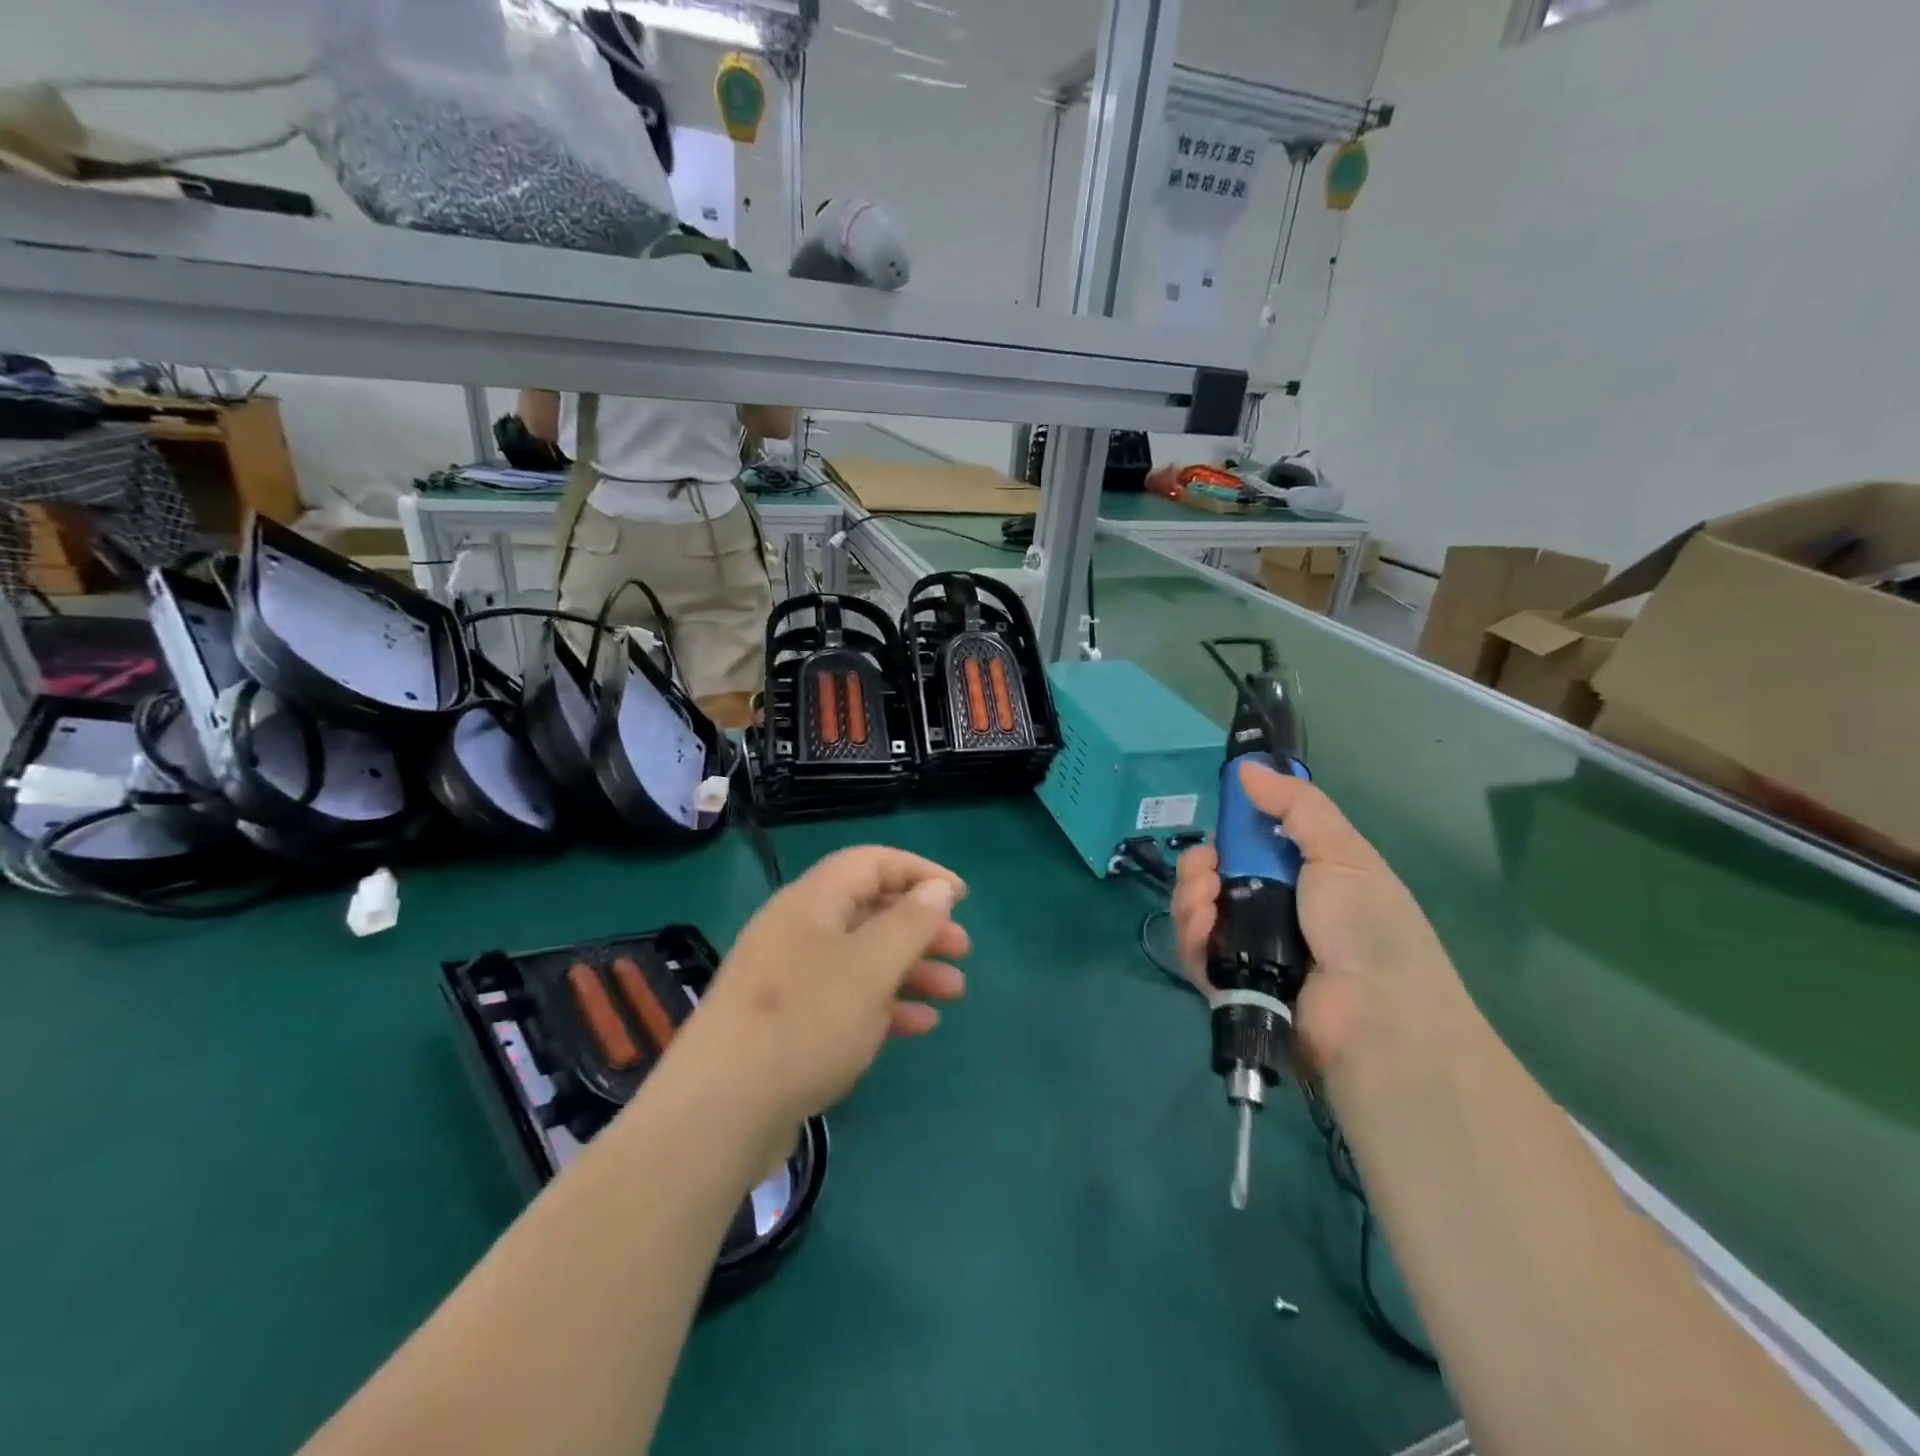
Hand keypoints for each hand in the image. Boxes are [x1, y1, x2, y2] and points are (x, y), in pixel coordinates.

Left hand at [674, 847, 969, 1131]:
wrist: (718, 1113)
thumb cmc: (805, 1022)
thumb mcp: (870, 967)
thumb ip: (910, 922)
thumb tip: (938, 888)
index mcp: (811, 902)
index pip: (871, 863)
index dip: (919, 872)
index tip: (961, 897)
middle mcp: (798, 930)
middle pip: (869, 910)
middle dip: (920, 926)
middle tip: (962, 950)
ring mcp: (788, 978)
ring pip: (861, 957)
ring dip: (909, 968)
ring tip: (953, 992)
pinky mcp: (786, 1022)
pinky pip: (844, 998)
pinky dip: (884, 1004)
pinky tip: (917, 1026)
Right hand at [1170, 763, 1463, 1074]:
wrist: (1379, 1018)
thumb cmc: (1368, 926)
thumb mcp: (1343, 853)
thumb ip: (1296, 806)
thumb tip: (1246, 769)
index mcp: (1303, 879)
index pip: (1249, 847)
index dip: (1230, 833)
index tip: (1221, 825)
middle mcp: (1272, 911)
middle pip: (1215, 877)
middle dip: (1200, 864)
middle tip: (1208, 865)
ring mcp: (1248, 949)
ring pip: (1197, 910)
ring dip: (1190, 894)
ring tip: (1205, 894)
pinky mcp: (1228, 984)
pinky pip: (1194, 951)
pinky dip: (1191, 932)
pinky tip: (1202, 922)